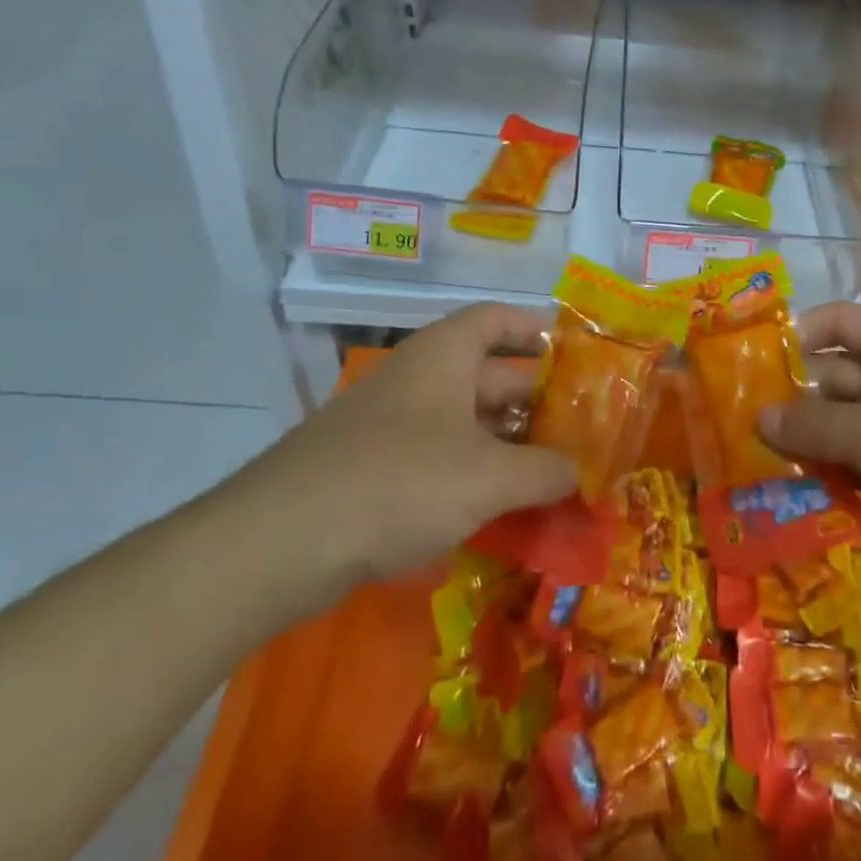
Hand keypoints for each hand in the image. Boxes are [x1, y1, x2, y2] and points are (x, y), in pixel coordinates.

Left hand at [238, 304, 574, 612]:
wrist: (281, 541)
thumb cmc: (399, 482)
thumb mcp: (487, 477)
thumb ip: (543, 471)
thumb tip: (580, 472)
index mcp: (444, 355)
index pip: (497, 319)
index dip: (535, 329)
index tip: (573, 355)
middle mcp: (418, 378)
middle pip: (487, 375)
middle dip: (534, 402)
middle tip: (578, 431)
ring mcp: (391, 423)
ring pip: (464, 421)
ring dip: (506, 445)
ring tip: (550, 475)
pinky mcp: (371, 468)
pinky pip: (437, 458)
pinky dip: (471, 474)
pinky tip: (497, 508)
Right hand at [762, 301, 860, 641]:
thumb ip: (814, 424)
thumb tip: (759, 418)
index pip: (842, 321)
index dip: (798, 333)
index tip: (751, 362)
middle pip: (838, 374)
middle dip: (793, 395)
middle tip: (739, 423)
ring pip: (845, 423)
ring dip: (807, 439)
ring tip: (755, 459)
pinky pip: (860, 461)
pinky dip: (831, 470)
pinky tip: (795, 489)